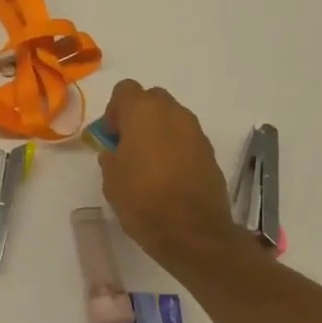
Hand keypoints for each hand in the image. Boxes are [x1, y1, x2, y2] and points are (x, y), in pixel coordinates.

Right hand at [96, 80, 244, 268]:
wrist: (192, 233)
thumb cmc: (142, 200)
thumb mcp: (111, 179)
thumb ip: (111, 156)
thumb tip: (116, 152)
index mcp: (143, 113)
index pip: (125, 90)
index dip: (114, 110)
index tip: (111, 136)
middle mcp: (173, 114)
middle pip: (152, 99)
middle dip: (139, 116)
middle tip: (128, 145)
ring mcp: (196, 133)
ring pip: (172, 118)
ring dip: (159, 131)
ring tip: (149, 163)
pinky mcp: (210, 153)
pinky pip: (187, 139)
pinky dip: (176, 148)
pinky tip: (168, 176)